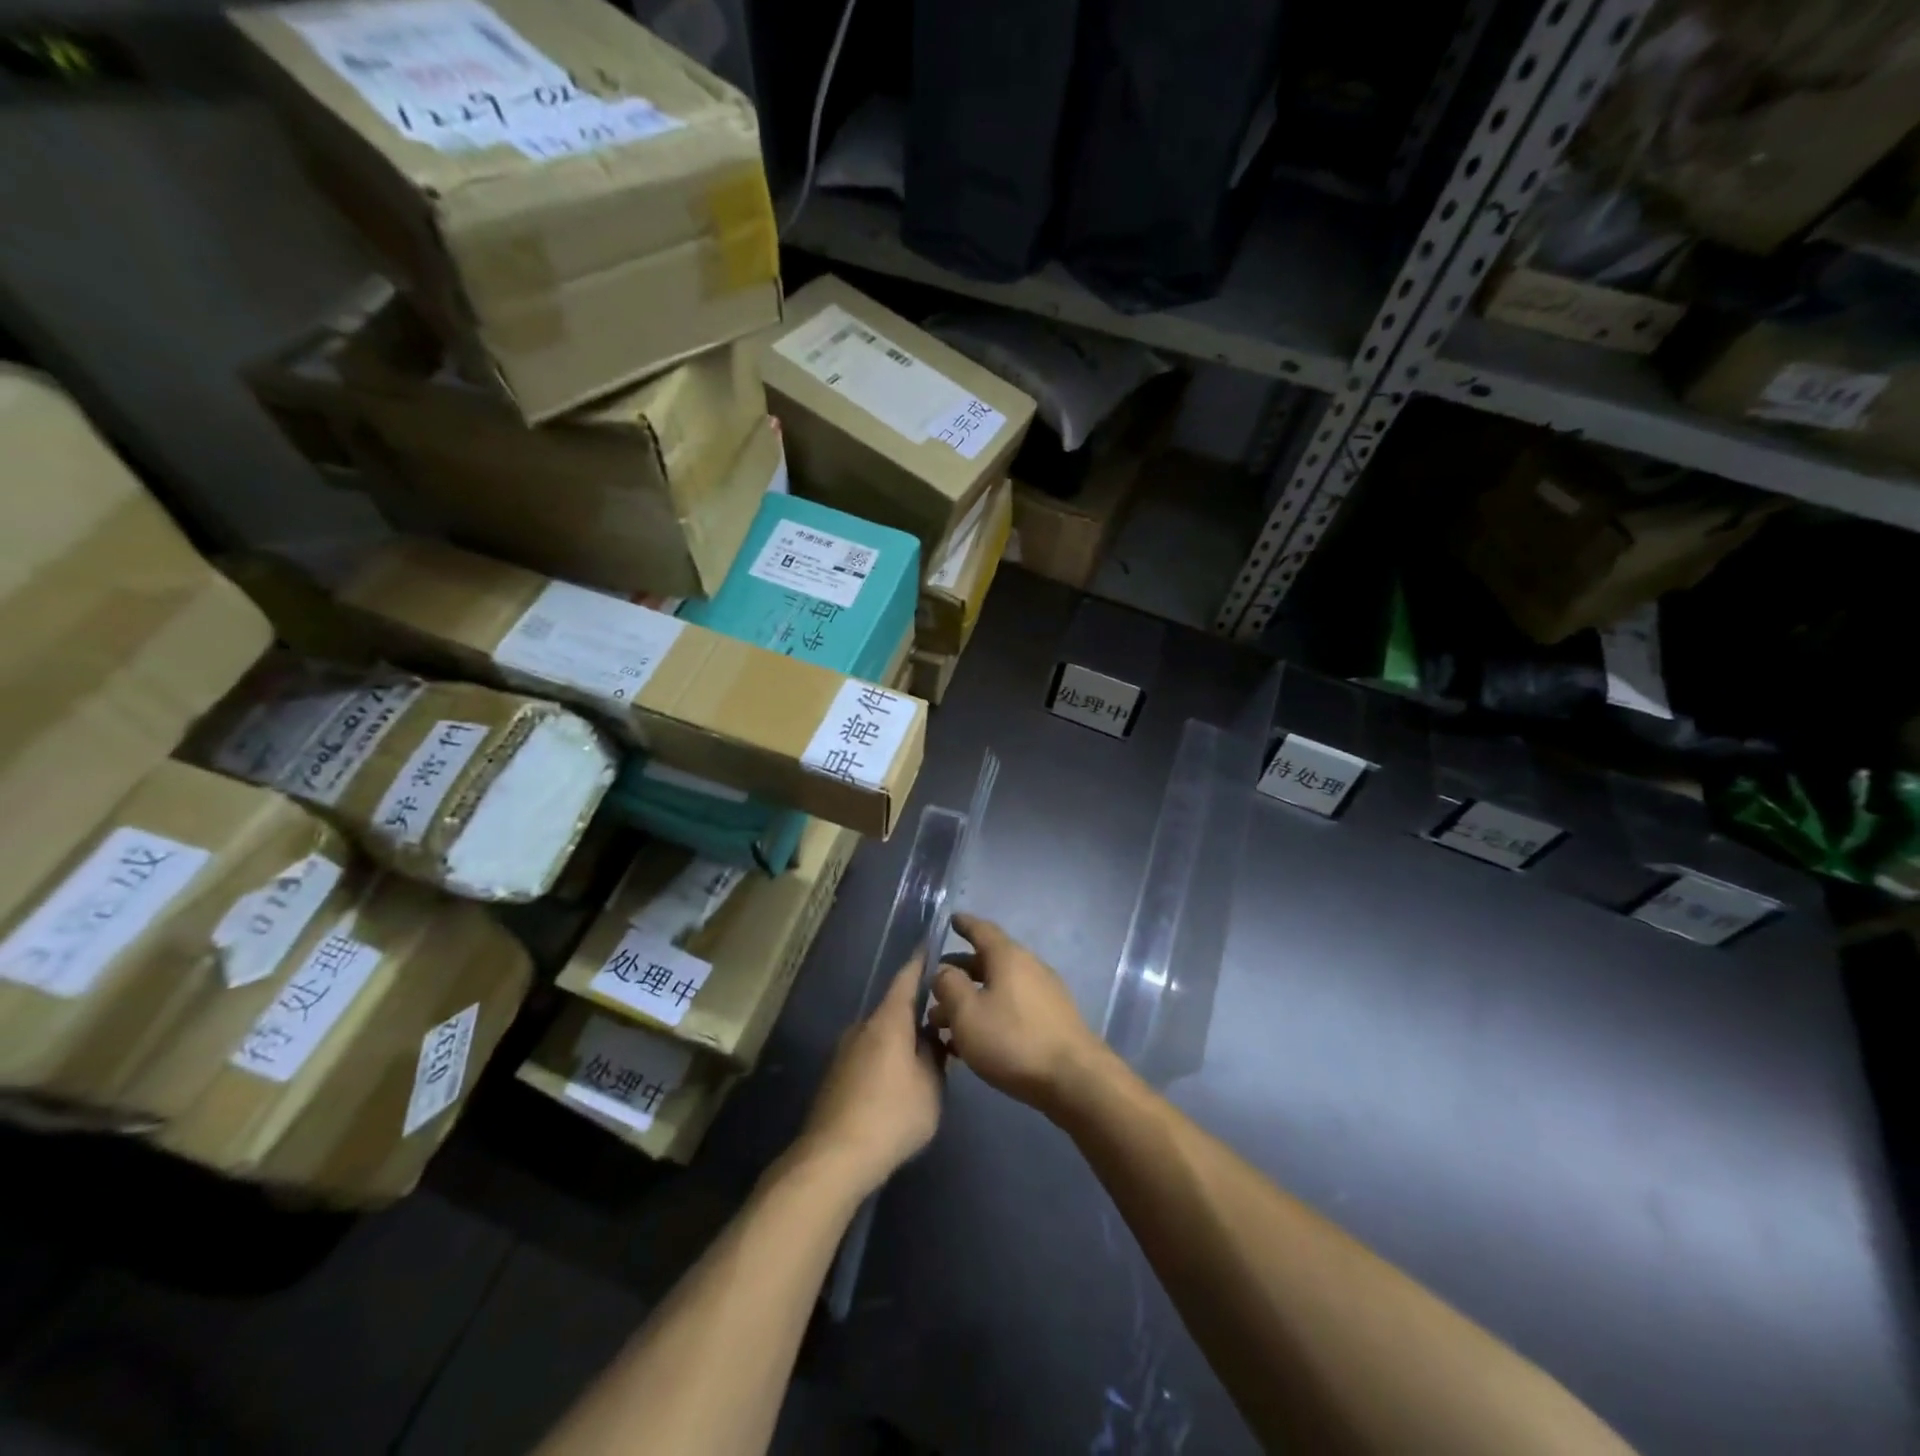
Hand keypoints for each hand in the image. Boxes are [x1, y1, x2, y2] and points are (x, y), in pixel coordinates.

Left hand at [797, 963, 942, 1196]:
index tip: (933, 945)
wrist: (834, 1156)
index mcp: (889, 1019)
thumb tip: (932, 1040)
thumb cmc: (892, 1115)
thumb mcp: (931, 1086)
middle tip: (943, 1019)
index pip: (907, 977)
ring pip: (881, 1033)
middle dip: (918, 1011)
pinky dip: (887, 1058)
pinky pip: (869, 1054)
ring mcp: (845, 1050)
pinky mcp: (836, 1075)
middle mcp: (863, 1026)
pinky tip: (900, 1082)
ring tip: (926, 1055)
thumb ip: (936, 1056)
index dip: (921, 961)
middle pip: (895, 1008)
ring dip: (902, 1038)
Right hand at [927, 915, 1107, 1116]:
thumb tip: (944, 971)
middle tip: (936, 984)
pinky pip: (1013, 1006)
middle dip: (960, 971)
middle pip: (989, 961)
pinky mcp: (1052, 1019)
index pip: (982, 930)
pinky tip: (974, 1040)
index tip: (951, 920)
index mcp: (1008, 956)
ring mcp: (1044, 993)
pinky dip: (991, 1013)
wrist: (1074, 1078)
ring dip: (973, 998)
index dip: (964, 924)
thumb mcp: (967, 1013)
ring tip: (945, 1022)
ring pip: (999, 987)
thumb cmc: (1013, 1040)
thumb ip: (949, 986)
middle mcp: (1029, 966)